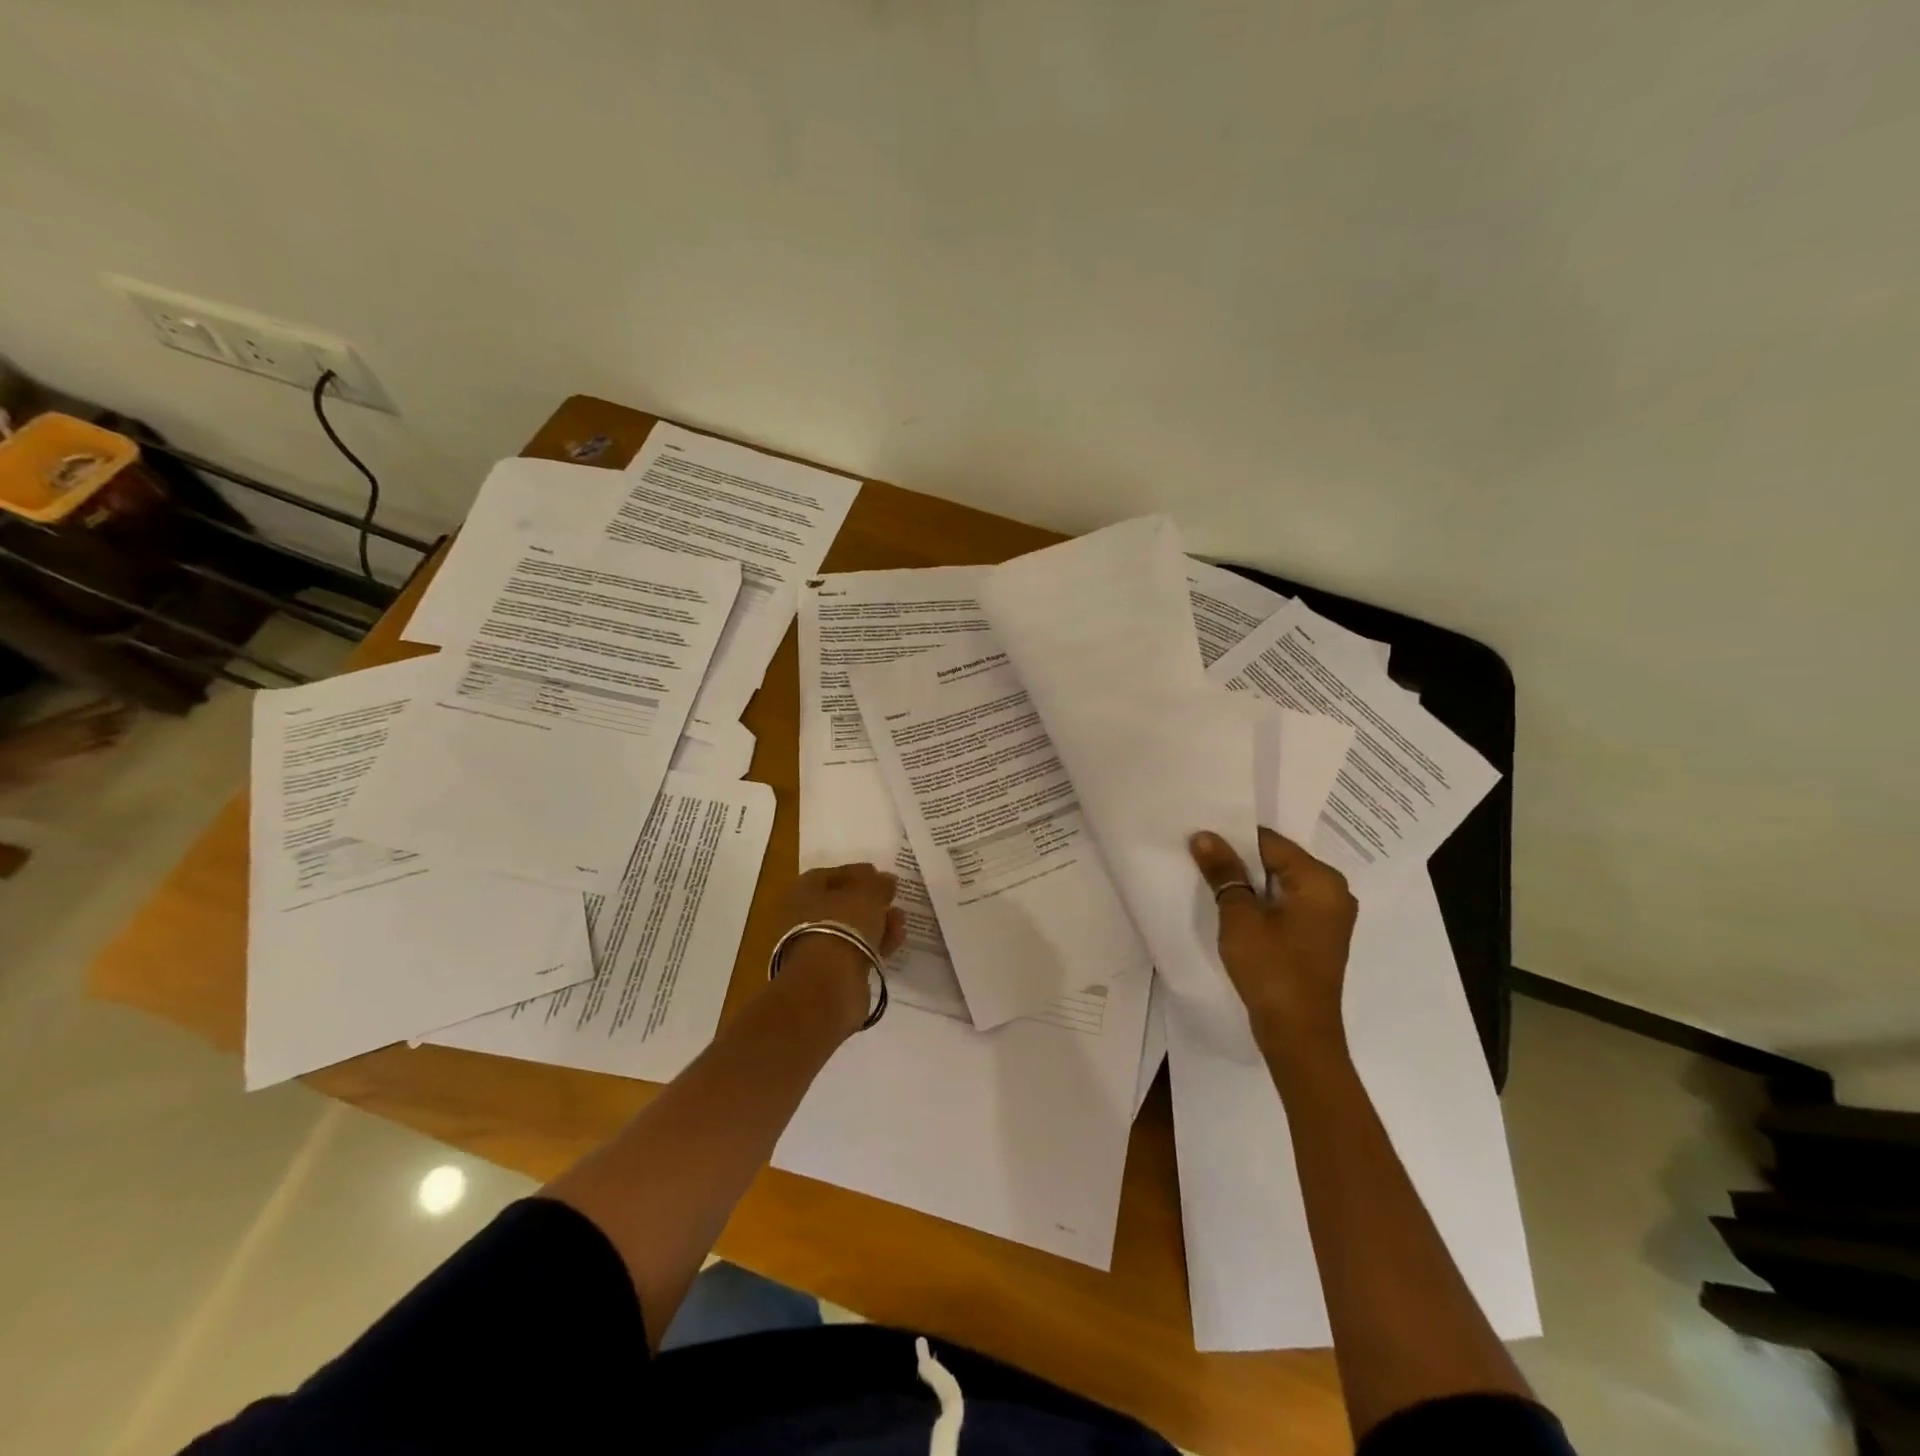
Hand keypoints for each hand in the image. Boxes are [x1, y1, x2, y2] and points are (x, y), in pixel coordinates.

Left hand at [773, 864, 907, 1031]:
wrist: (827, 985)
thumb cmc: (842, 925)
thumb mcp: (867, 893)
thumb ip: (878, 883)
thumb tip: (885, 879)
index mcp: (802, 891)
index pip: (830, 875)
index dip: (858, 873)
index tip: (882, 877)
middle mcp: (801, 917)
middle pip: (841, 904)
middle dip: (871, 902)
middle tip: (893, 901)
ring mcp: (813, 947)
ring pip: (850, 929)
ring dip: (876, 923)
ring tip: (901, 923)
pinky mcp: (827, 972)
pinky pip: (854, 951)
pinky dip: (873, 945)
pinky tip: (895, 942)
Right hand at [1189, 828, 1357, 1068]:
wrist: (1298, 1034)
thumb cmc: (1272, 969)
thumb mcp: (1240, 917)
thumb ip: (1223, 872)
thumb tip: (1204, 836)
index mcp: (1321, 880)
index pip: (1271, 843)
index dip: (1233, 839)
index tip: (1201, 838)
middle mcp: (1334, 891)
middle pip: (1278, 861)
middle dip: (1241, 860)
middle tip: (1201, 855)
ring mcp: (1329, 916)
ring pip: (1281, 884)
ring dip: (1250, 883)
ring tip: (1212, 880)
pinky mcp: (1319, 936)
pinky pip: (1287, 904)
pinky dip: (1262, 903)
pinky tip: (1235, 908)